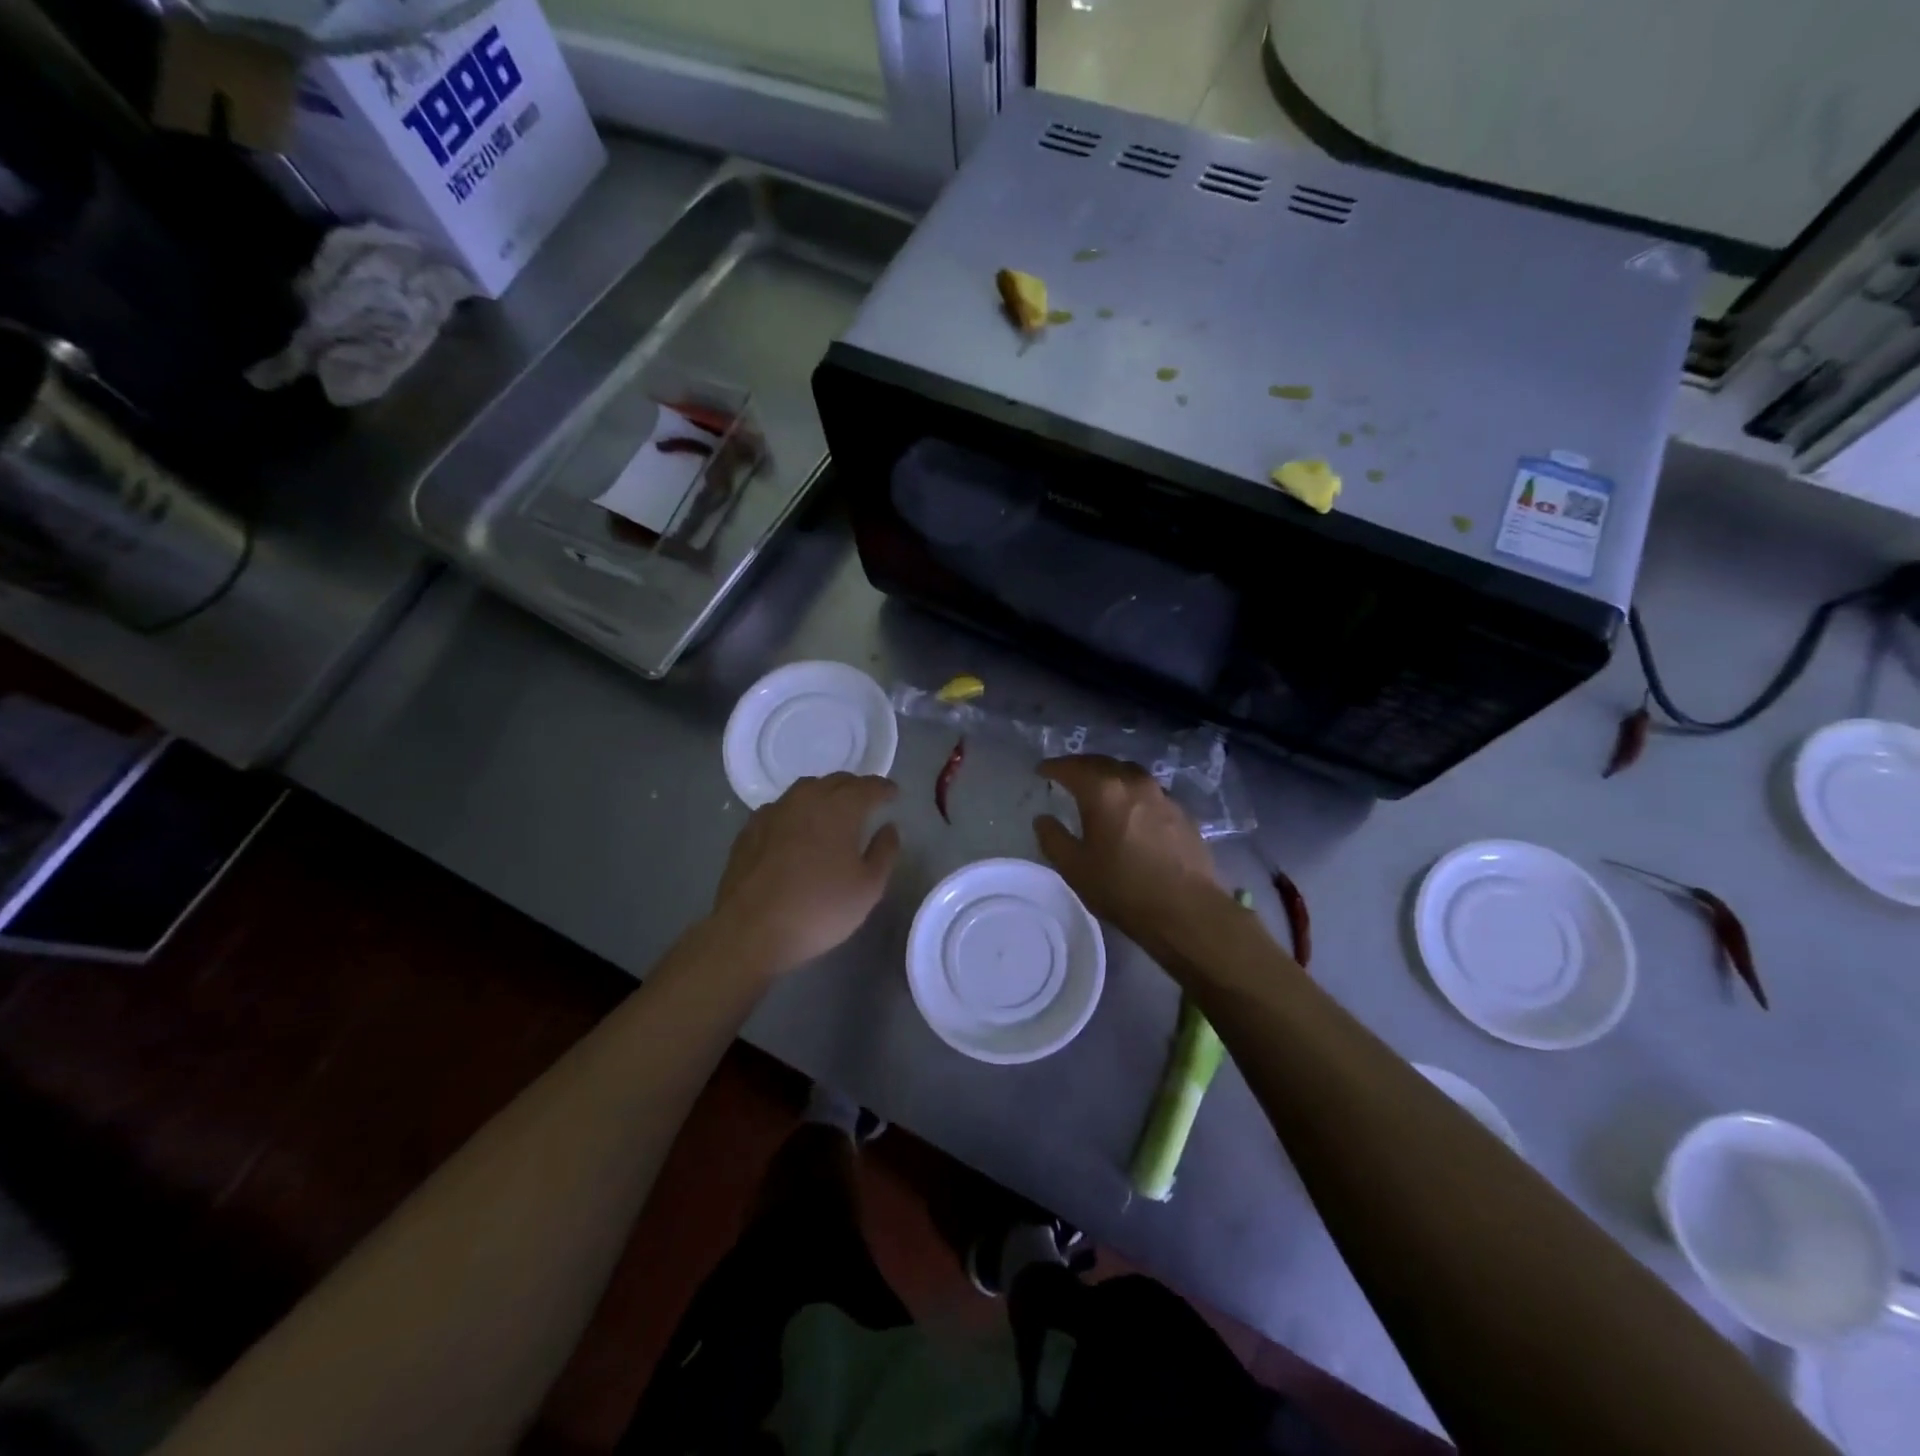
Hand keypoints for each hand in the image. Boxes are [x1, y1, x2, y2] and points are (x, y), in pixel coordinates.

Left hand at [713, 774, 901, 975]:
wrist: (750, 930)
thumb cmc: (819, 908)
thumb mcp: (868, 887)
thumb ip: (884, 852)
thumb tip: (889, 827)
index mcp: (839, 808)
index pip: (868, 786)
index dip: (884, 788)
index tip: (893, 794)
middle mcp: (806, 799)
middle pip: (836, 781)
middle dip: (855, 787)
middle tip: (866, 801)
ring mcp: (773, 812)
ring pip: (805, 790)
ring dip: (824, 794)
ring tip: (832, 810)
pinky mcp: (749, 829)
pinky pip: (780, 808)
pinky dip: (796, 811)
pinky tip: (796, 829)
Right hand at [1033, 755, 1232, 964]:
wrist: (1186, 909)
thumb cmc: (1122, 888)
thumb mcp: (1074, 868)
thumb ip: (1053, 838)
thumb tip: (1043, 819)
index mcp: (1103, 791)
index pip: (1072, 768)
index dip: (1053, 767)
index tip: (1041, 771)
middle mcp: (1133, 783)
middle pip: (1102, 762)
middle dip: (1081, 765)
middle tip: (1067, 774)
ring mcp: (1162, 795)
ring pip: (1129, 772)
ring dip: (1109, 774)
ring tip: (1099, 788)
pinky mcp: (1181, 812)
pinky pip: (1149, 790)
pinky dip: (1132, 792)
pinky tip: (1130, 809)